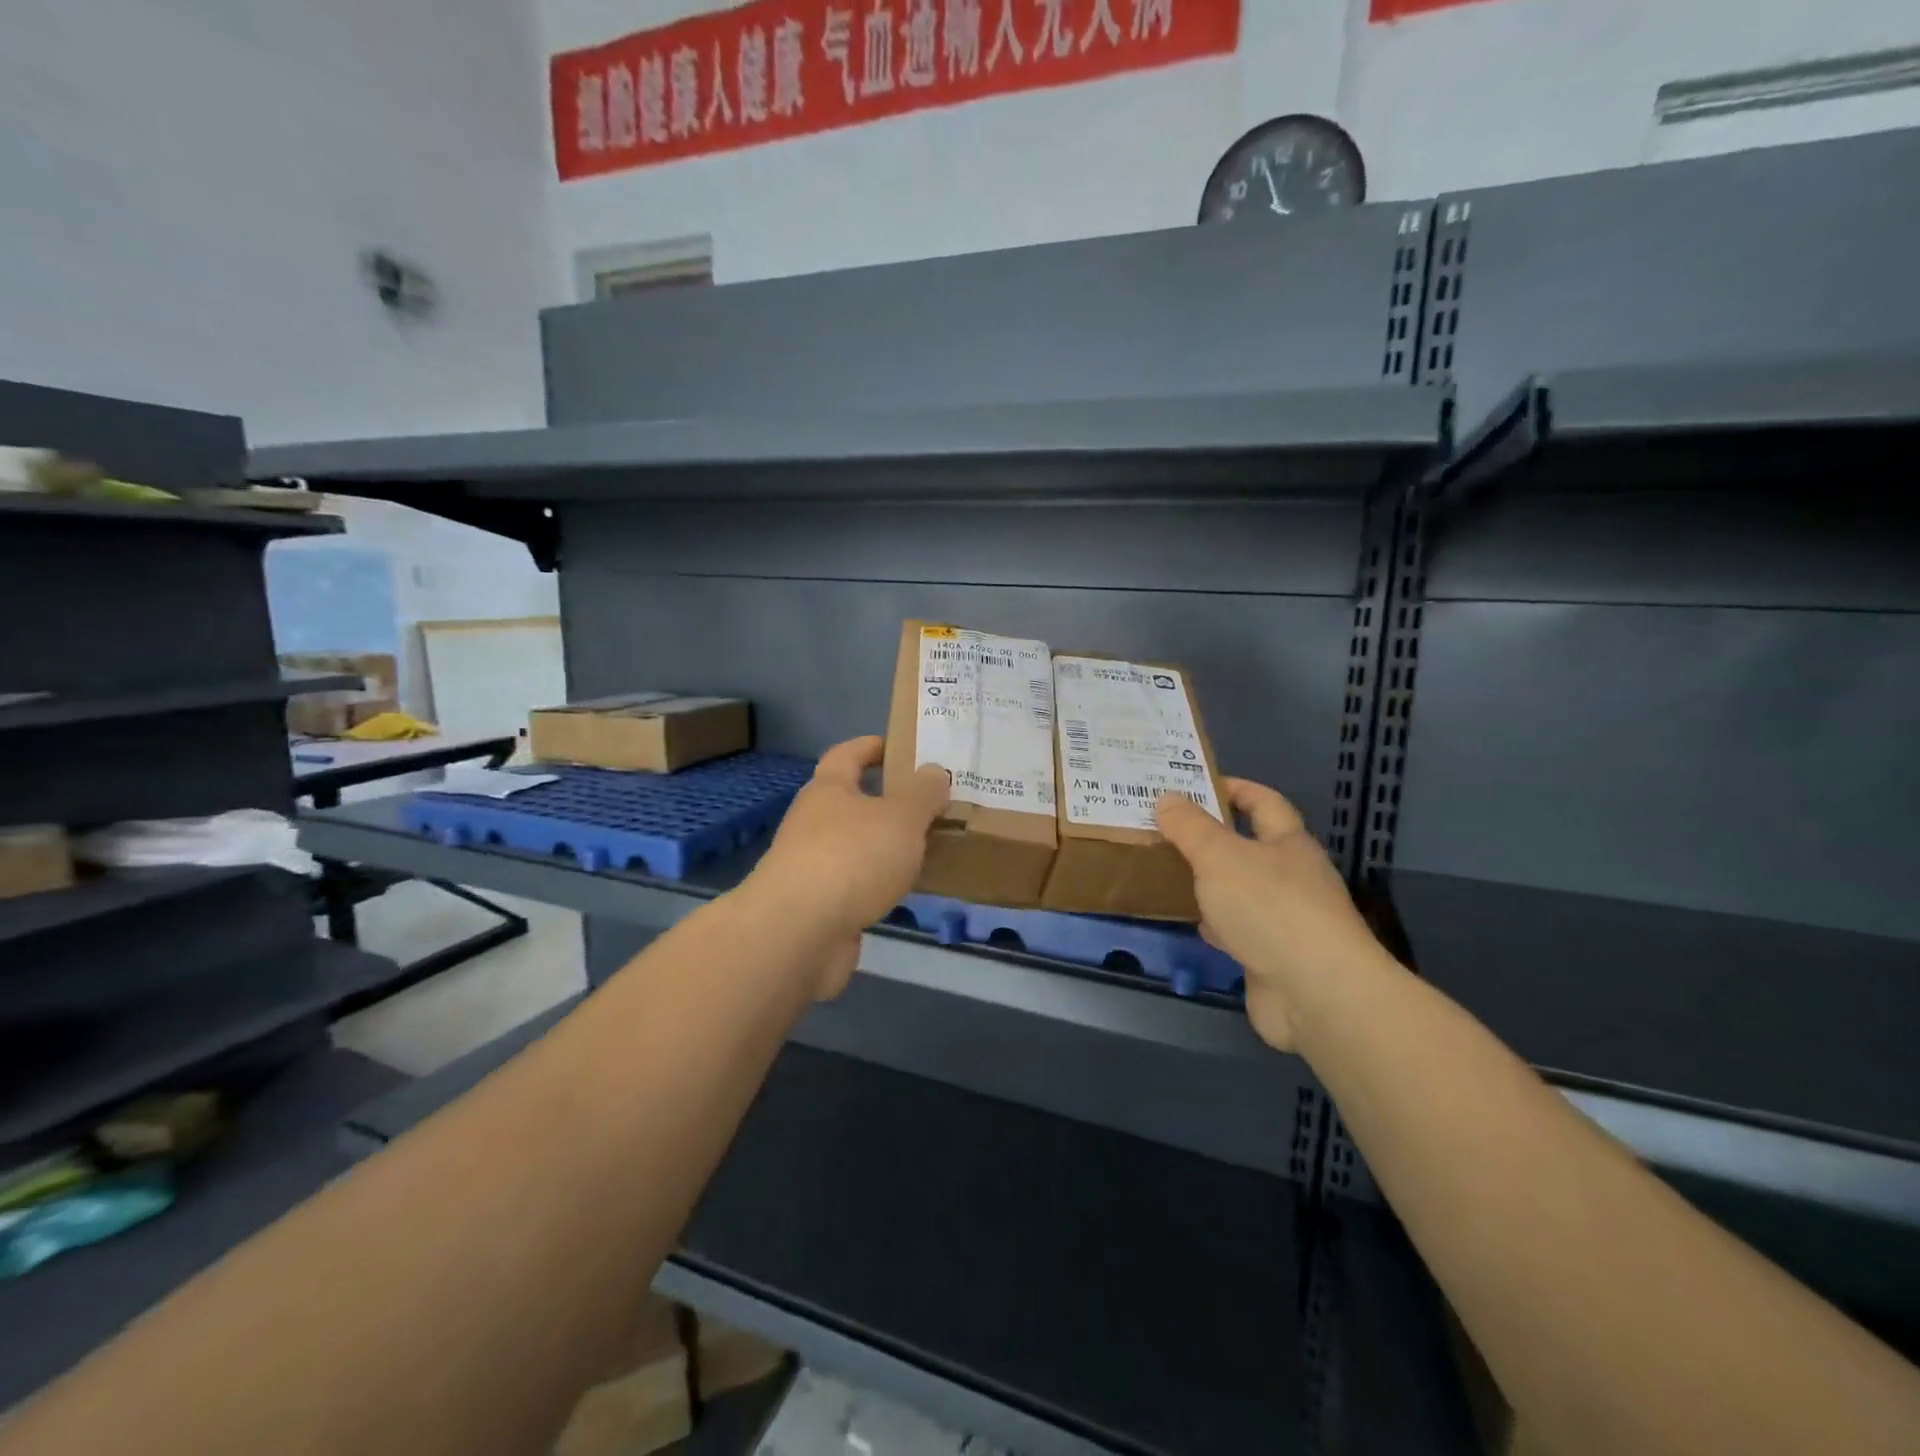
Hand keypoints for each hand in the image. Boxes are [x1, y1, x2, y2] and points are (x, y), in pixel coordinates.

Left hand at [745, 736, 949, 998]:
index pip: (846, 755)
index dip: (871, 746)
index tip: (901, 746)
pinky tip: (908, 890)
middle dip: (888, 801)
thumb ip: (922, 793)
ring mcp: (813, 866)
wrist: (798, 934)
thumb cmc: (851, 858)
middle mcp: (814, 823)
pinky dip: (881, 883)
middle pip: (852, 802)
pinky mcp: (818, 906)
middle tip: (932, 803)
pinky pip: (858, 884)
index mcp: (828, 790)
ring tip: (930, 847)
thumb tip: (934, 772)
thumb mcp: (900, 817)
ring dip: (886, 846)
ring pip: (857, 846)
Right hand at [1156, 779, 1381, 1051]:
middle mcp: (1293, 877)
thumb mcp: (1220, 856)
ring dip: (1210, 882)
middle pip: (1250, 847)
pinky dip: (1216, 923)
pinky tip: (1193, 922)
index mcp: (1289, 844)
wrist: (1315, 994)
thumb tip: (1167, 798)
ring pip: (1241, 890)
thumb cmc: (1270, 908)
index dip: (1234, 788)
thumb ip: (1190, 827)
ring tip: (1168, 871)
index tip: (1194, 782)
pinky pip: (1238, 929)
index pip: (1264, 802)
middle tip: (1166, 829)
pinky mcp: (1274, 957)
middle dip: (1212, 837)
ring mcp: (1286, 920)